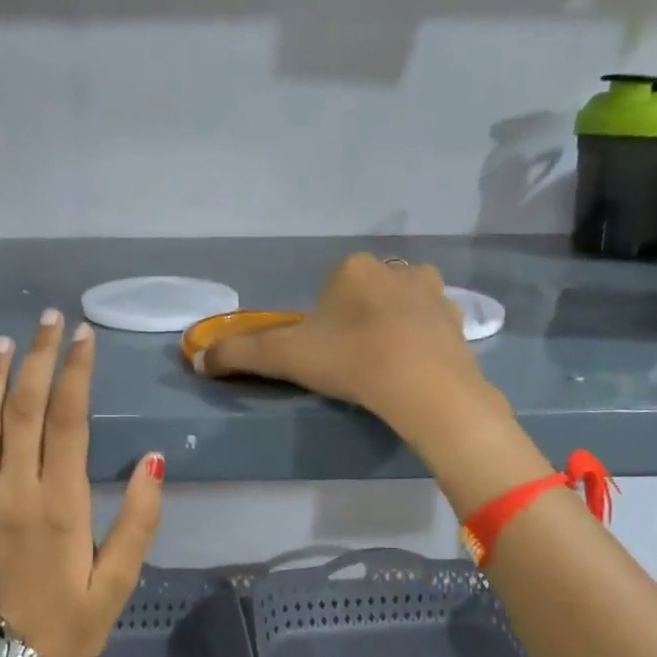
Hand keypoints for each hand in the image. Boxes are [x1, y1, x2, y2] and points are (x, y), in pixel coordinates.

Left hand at [0, 311, 163, 656]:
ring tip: (4, 341)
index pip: (69, 419)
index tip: (84, 336)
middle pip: (25, 408)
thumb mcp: (119, 581)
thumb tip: (154, 461)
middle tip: (49, 320)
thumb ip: (139, 520)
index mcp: (60, 503)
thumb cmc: (67, 625)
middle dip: (39, 359)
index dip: (76, 372)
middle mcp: (13, 490)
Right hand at [200, 254, 502, 444]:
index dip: (323, 323)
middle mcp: (396, 269)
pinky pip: (431, 327)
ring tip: (384, 367)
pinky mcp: (459, 321)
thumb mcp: (285, 357)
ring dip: (391, 327)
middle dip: (357, 321)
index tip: (325, 355)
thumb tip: (197, 359)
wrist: (426, 388)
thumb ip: (239, 354)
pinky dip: (421, 342)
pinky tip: (413, 370)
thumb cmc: (351, 361)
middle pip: (365, 295)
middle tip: (353, 363)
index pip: (330, 289)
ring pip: (400, 306)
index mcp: (354, 268)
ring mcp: (434, 293)